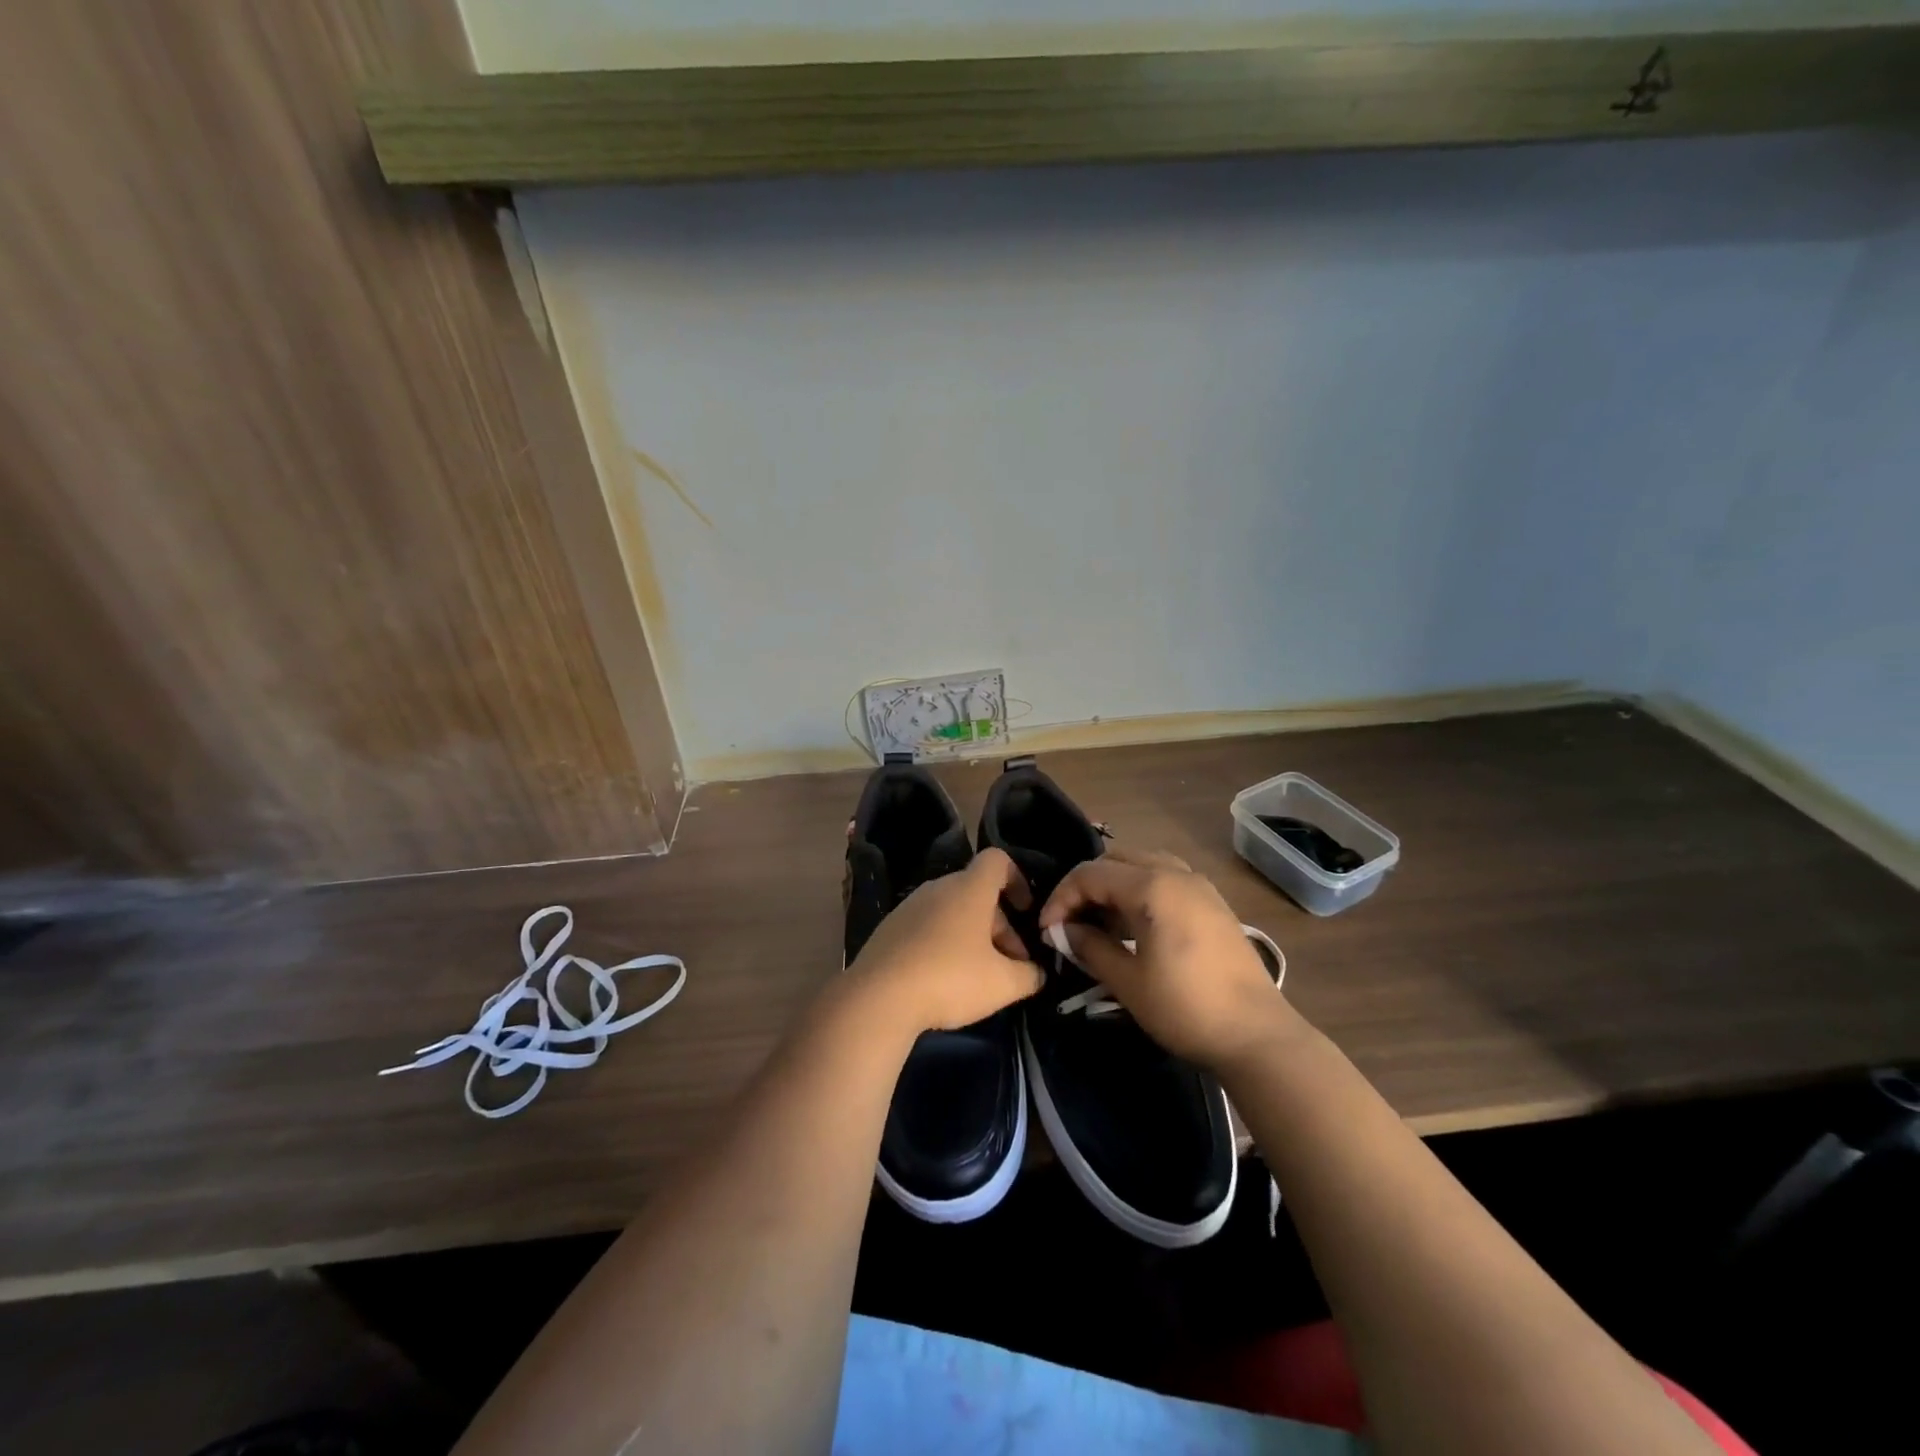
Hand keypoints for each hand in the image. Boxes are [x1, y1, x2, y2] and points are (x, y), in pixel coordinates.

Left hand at [845, 848, 1044, 1036]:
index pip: (997, 860)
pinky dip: (943, 943)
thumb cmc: (950, 979)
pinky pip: (927, 926)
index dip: (1018, 880)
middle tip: (1010, 963)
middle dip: (999, 924)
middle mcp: (938, 887)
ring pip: (952, 911)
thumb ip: (1029, 975)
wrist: (878, 997)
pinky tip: (944, 979)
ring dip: (972, 936)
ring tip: (979, 976)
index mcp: (969, 888)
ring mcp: (909, 906)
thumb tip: (1037, 972)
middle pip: (976, 892)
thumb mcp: (1004, 984)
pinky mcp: (890, 928)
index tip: (1026, 911)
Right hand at [1039, 847, 1301, 1070]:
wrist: (1257, 1035)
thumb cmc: (1185, 1008)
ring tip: (1101, 924)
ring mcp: (1198, 885)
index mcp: (1152, 886)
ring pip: (1142, 864)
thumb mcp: (1127, 981)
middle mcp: (1175, 872)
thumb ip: (1089, 947)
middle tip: (1072, 922)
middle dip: (1086, 886)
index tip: (1049, 931)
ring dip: (1114, 886)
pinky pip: (1165, 878)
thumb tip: (1063, 931)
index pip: (1090, 874)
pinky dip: (1140, 891)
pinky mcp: (1212, 902)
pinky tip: (1135, 927)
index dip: (1061, 898)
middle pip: (1115, 859)